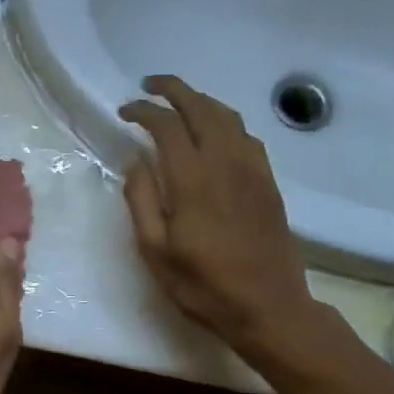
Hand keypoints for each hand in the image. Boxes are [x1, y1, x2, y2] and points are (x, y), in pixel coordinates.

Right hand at [119, 75, 321, 363]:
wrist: (269, 308)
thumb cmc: (203, 285)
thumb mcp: (155, 250)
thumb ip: (141, 200)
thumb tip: (135, 160)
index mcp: (193, 180)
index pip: (166, 125)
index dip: (143, 111)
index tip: (124, 111)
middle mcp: (226, 163)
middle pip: (201, 108)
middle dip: (174, 90)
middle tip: (149, 86)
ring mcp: (253, 170)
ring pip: (228, 117)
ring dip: (200, 101)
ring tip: (178, 103)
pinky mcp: (268, 182)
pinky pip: (246, 135)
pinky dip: (224, 121)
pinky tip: (213, 134)